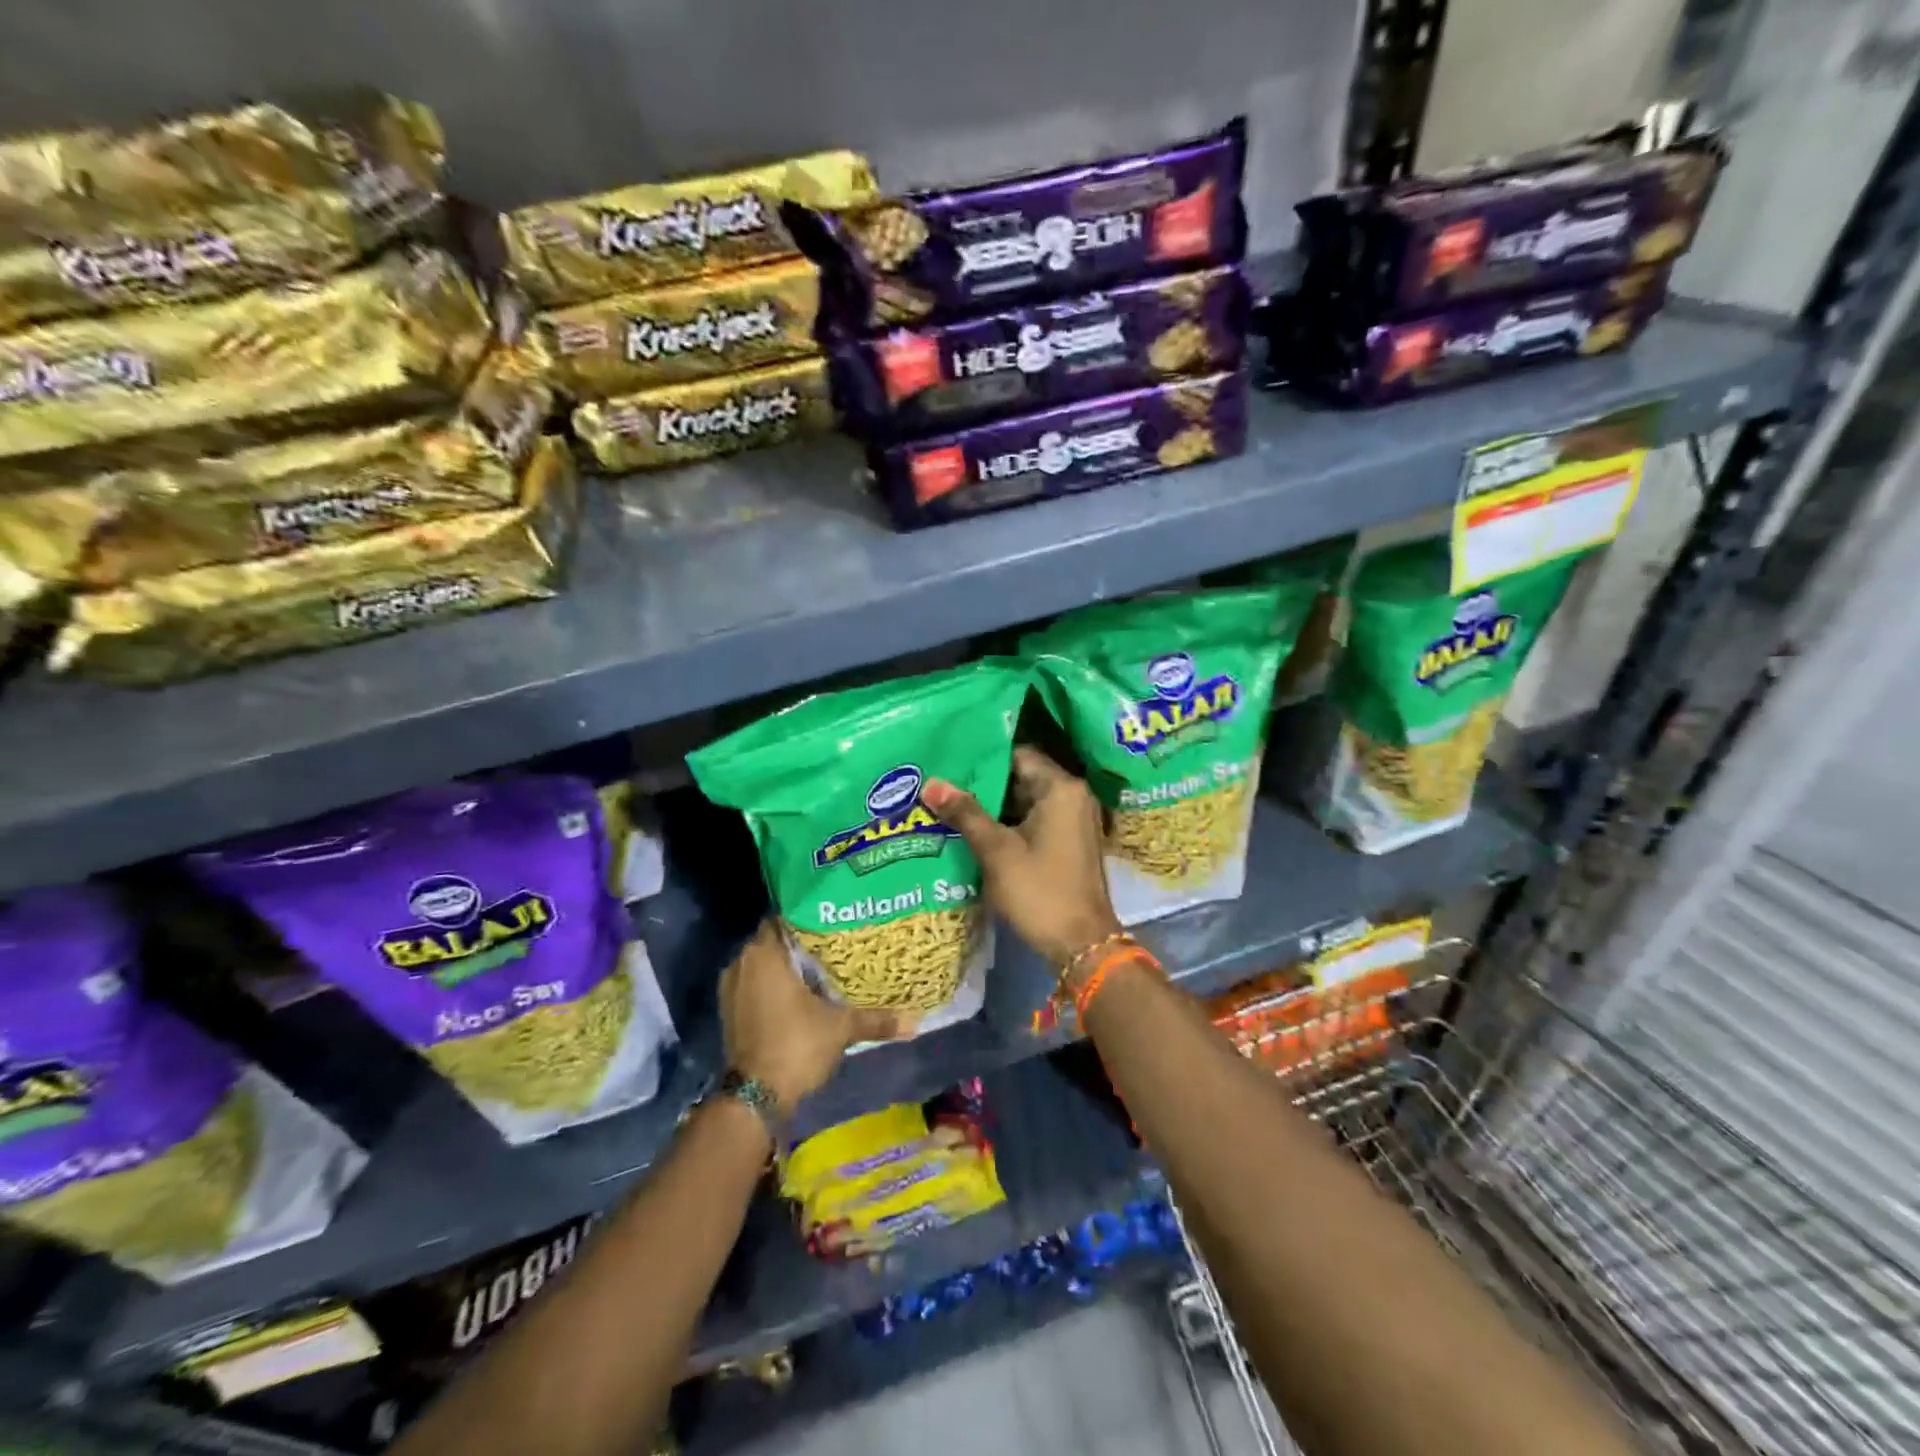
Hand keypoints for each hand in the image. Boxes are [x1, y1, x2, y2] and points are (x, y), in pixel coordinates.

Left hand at [720, 920, 907, 1106]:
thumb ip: (876, 1019)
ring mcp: (731, 988)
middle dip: (802, 943)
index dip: (810, 918)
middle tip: (836, 944)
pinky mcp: (729, 1011)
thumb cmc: (796, 1045)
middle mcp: (742, 962)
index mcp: (764, 953)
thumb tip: (916, 1022)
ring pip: (764, 965)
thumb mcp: (841, 1028)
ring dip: (787, 967)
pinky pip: (755, 985)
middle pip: (775, 941)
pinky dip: (774, 986)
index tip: (835, 922)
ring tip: (822, 968)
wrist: (755, 1098)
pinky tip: (802, 994)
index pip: (786, 917)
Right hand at [922, 747, 1122, 969]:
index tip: (948, 760)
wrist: (1081, 945)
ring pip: (1024, 801)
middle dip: (982, 783)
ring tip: (948, 804)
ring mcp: (1072, 821)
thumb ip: (965, 813)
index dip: (982, 757)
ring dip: (992, 806)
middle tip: (941, 783)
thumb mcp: (997, 851)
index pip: (1017, 754)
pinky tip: (973, 830)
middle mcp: (1072, 796)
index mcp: (1061, 788)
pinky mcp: (1068, 843)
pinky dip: (1007, 824)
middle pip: (1021, 776)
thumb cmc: (1040, 891)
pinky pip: (1033, 821)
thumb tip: (932, 782)